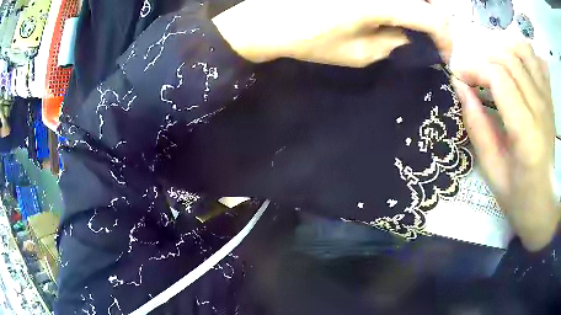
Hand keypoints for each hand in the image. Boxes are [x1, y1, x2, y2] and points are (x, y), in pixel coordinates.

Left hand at [212, 0, 450, 66]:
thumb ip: (392, 44)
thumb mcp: (358, 53)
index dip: (446, 38)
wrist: (267, 19)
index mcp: (382, 2)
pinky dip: (401, 6)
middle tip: (436, 42)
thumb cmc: (309, 38)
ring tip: (419, 30)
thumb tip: (408, 37)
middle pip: (424, 1)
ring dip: (419, 10)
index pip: (432, 17)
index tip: (448, 55)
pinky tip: (396, 17)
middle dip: (436, 22)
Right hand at [452, 42, 557, 251]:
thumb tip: (460, 87)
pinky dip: (523, 54)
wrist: (544, 203)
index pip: (498, 77)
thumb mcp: (492, 170)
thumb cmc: (518, 195)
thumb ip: (477, 127)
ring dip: (504, 50)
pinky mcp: (550, 98)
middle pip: (509, 59)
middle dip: (483, 58)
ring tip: (494, 65)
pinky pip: (537, 60)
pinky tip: (515, 66)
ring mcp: (547, 100)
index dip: (473, 68)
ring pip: (524, 51)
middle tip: (471, 73)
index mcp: (526, 133)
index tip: (457, 75)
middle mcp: (540, 108)